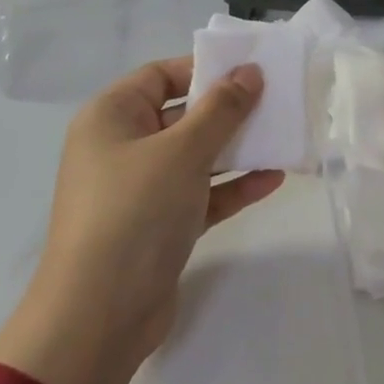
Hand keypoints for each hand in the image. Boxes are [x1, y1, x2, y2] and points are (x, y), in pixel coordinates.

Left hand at [0, 57, 284, 383]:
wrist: (100, 314)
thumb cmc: (135, 212)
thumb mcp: (182, 151)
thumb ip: (221, 109)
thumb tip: (249, 71)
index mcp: (111, 117)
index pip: (160, 76)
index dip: (204, 69)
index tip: (250, 69)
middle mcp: (122, 147)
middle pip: (181, 115)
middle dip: (228, 110)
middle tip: (276, 101)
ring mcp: (140, 189)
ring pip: (195, 157)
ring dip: (237, 149)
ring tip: (283, 137)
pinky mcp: (159, 226)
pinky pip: (200, 194)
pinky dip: (232, 187)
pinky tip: (273, 180)